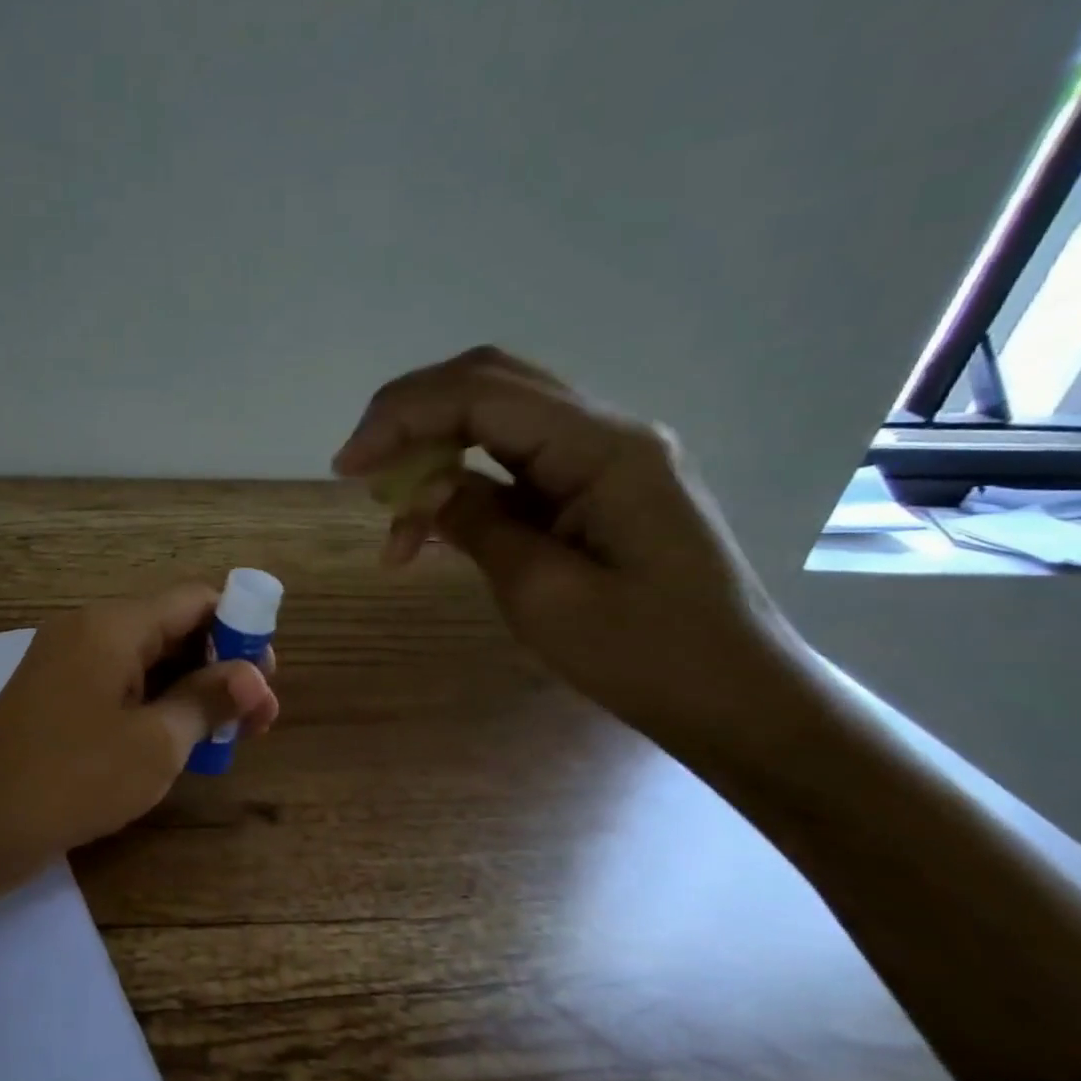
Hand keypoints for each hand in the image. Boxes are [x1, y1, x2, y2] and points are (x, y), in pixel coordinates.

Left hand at [0, 584, 279, 860]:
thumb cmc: (77, 778)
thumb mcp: (157, 742)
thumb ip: (209, 698)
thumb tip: (255, 675)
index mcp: (113, 625)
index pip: (194, 599)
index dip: (240, 628)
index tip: (267, 676)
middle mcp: (88, 628)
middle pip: (172, 626)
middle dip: (220, 665)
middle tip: (257, 717)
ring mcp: (68, 659)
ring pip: (148, 657)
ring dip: (192, 688)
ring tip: (230, 733)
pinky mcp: (58, 691)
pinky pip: (120, 680)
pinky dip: (157, 700)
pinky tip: (183, 737)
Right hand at [333, 347, 808, 746]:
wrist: (734, 696)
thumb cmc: (645, 654)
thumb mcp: (543, 593)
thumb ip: (476, 523)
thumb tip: (421, 488)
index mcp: (603, 449)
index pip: (481, 395)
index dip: (401, 418)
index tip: (346, 468)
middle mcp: (605, 433)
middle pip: (487, 384)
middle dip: (410, 417)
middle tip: (358, 468)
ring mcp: (601, 457)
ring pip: (494, 418)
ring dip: (431, 451)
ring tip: (392, 516)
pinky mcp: (591, 487)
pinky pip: (510, 463)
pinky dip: (458, 483)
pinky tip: (430, 527)